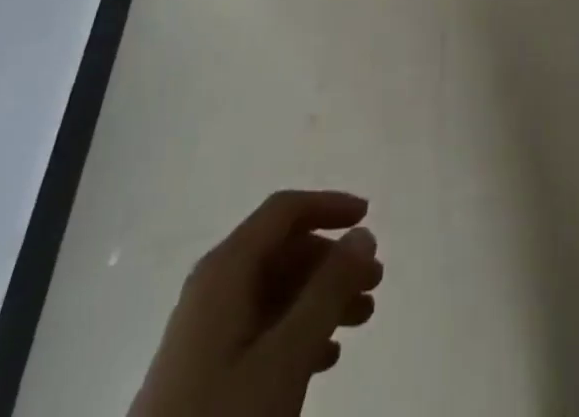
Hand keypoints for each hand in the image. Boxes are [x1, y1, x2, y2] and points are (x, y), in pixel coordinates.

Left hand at [129, 190, 381, 416]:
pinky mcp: (204, 373)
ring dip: (321, 299)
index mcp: (224, 271)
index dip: (328, 206)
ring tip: (362, 319)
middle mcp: (212, 290)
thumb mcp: (285, 356)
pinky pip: (261, 329)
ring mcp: (206, 333)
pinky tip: (326, 358)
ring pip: (275, 292)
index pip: (283, 212)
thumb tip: (363, 234)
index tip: (369, 217)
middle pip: (282, 251)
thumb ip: (328, 290)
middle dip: (332, 262)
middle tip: (374, 284)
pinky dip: (299, 332)